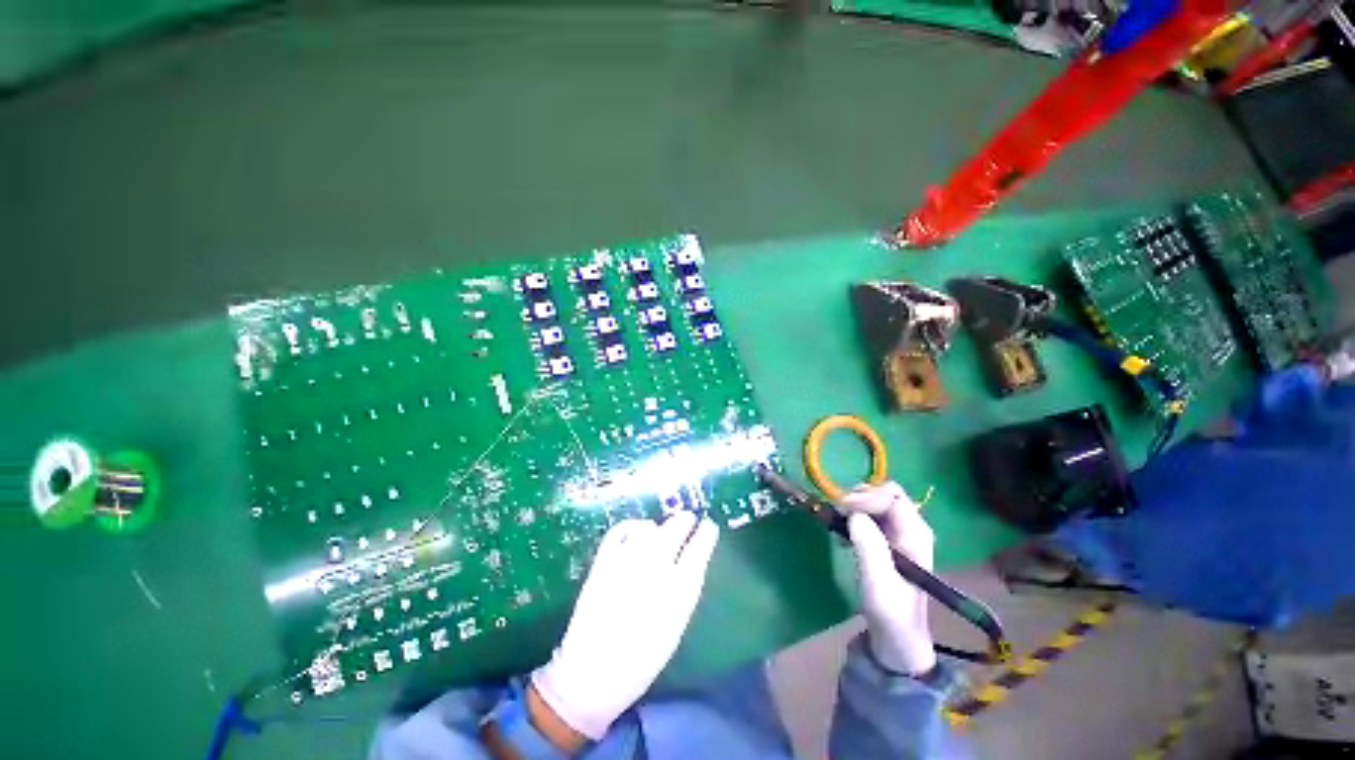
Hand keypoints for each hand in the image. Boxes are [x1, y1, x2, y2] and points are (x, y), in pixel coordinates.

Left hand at [530, 511, 719, 741]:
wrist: (591, 675)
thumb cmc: (640, 661)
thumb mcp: (673, 628)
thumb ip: (682, 592)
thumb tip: (688, 563)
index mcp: (677, 592)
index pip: (698, 550)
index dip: (705, 534)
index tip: (708, 526)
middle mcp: (654, 570)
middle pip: (674, 530)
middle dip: (684, 521)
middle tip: (687, 519)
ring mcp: (626, 562)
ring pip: (649, 527)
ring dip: (659, 525)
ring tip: (661, 530)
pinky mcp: (603, 561)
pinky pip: (620, 531)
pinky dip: (631, 526)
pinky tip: (636, 531)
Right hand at [841, 482, 937, 676]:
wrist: (897, 637)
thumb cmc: (890, 612)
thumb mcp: (877, 582)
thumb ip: (868, 546)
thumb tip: (854, 514)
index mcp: (916, 534)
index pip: (891, 494)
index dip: (866, 496)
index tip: (844, 511)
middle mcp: (911, 527)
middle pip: (882, 493)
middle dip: (858, 498)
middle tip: (838, 515)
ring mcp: (900, 532)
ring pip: (874, 501)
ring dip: (853, 507)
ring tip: (839, 526)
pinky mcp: (888, 539)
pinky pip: (868, 514)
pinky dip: (852, 517)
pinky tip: (843, 535)